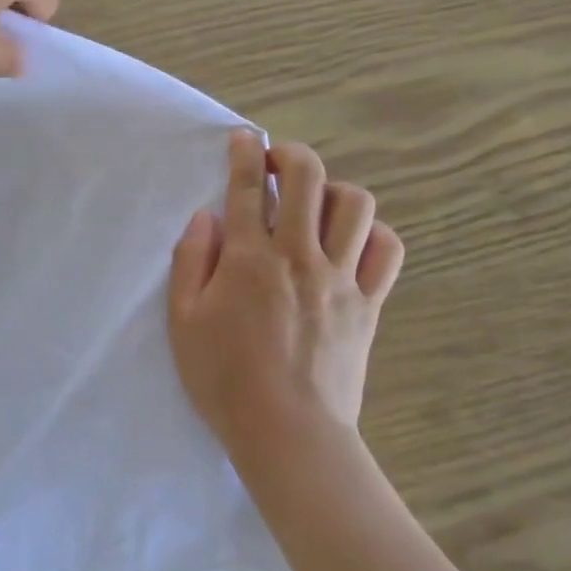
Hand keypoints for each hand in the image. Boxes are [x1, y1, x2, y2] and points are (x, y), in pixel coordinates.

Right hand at [167, 131, 403, 471]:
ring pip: (355, 205)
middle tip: (278, 161)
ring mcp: (341, 278)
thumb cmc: (224, 379)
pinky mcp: (369, 303)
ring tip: (315, 204)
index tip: (243, 138)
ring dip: (334, 190)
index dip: (245, 154)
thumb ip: (190, 261)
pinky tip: (352, 240)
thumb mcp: (183, 322)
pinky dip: (373, 233)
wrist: (288, 432)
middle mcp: (300, 255)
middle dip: (292, 155)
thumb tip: (207, 218)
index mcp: (250, 259)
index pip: (248, 188)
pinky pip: (387, 250)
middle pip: (308, 178)